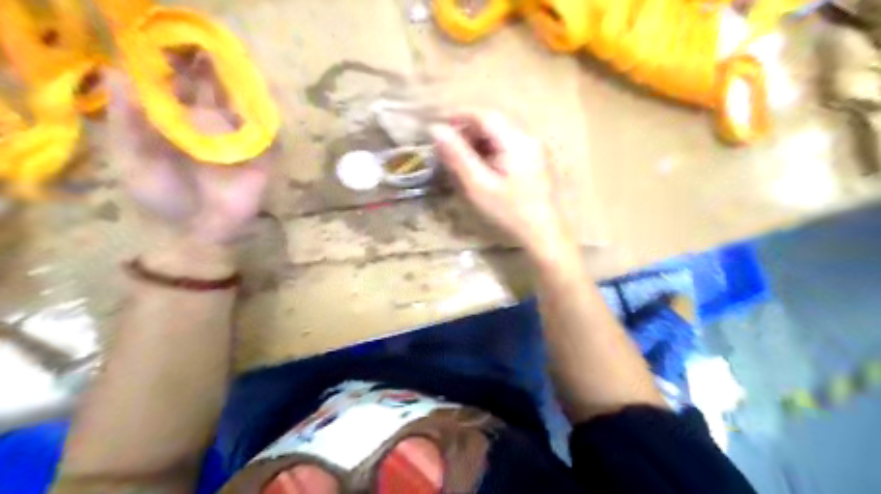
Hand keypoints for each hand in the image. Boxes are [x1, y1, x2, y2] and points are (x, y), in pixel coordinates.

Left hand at [103, 53, 269, 245]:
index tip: (179, 49)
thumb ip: (128, 122)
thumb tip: (117, 73)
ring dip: (243, 90)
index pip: (180, 86)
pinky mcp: (261, 159)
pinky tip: (261, 107)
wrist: (199, 233)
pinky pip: (268, 136)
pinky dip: (267, 121)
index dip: (180, 65)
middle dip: (214, 72)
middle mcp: (208, 128)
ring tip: (238, 74)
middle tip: (212, 56)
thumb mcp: (135, 159)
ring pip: (243, 108)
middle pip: (214, 91)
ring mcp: (237, 143)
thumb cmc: (162, 198)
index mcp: (176, 124)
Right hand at [429, 109, 578, 264]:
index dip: (458, 115)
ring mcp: (536, 149)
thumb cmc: (511, 213)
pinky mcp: (537, 161)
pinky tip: (481, 166)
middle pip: (494, 122)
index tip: (437, 125)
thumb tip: (436, 129)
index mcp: (517, 140)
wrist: (546, 236)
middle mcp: (529, 138)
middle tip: (446, 144)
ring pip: (501, 133)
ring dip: (478, 139)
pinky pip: (509, 145)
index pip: (484, 115)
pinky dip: (491, 149)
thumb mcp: (479, 186)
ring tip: (460, 156)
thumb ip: (457, 156)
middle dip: (467, 128)